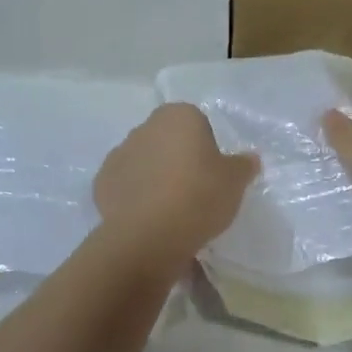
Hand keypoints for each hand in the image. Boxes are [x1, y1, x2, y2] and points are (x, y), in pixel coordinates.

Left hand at [94, 104, 258, 265]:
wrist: (149, 235)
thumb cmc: (199, 196)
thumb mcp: (235, 182)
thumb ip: (243, 165)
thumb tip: (249, 158)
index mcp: (178, 116)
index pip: (196, 122)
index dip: (206, 146)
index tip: (212, 172)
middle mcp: (145, 127)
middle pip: (167, 140)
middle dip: (177, 159)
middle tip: (195, 190)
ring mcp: (118, 154)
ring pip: (144, 162)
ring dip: (155, 177)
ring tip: (170, 209)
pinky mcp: (101, 183)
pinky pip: (126, 186)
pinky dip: (135, 197)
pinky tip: (149, 219)